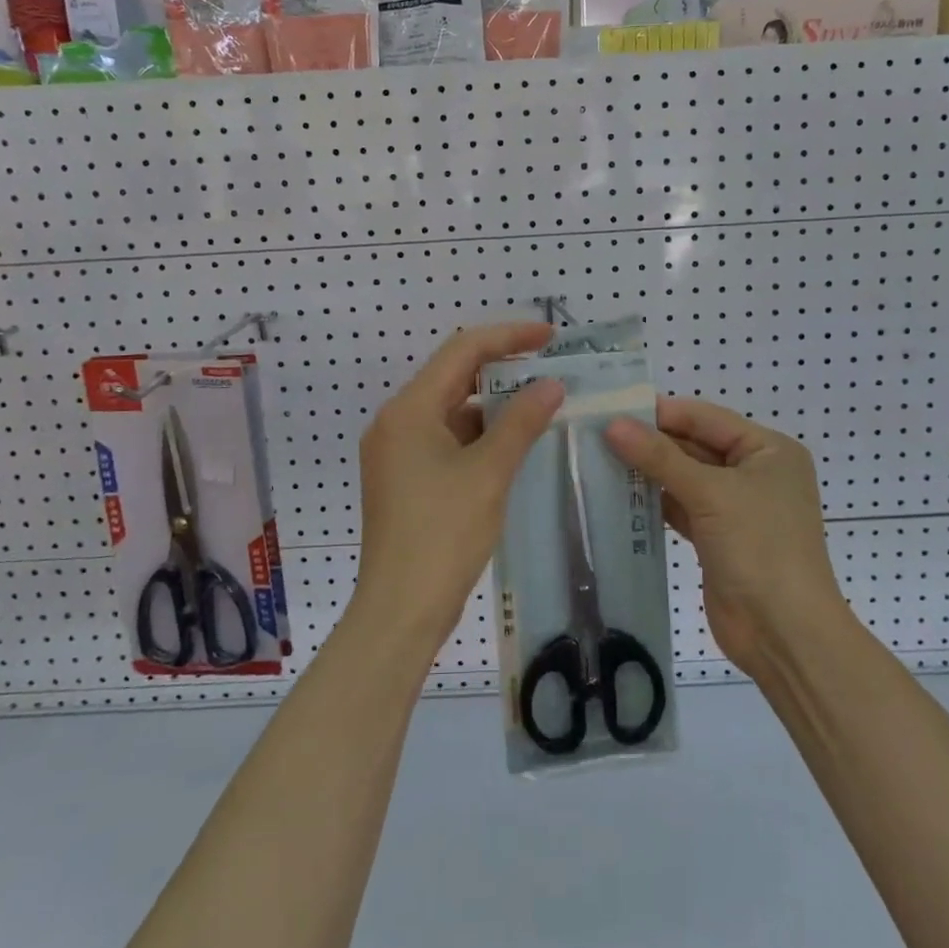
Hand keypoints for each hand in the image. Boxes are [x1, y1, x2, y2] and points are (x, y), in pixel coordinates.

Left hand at [354, 322, 564, 652]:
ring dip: (494, 405)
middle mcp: (397, 422)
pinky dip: (480, 435)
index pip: (462, 351)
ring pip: (452, 410)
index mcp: (408, 409)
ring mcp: (397, 452)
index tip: (550, 338)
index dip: (508, 337)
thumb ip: (521, 422)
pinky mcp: (405, 478)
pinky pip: (446, 439)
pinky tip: (515, 444)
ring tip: (541, 404)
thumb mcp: (488, 473)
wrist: (400, 610)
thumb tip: (551, 384)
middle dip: (502, 369)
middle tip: (550, 369)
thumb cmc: (442, 535)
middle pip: (453, 377)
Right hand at [605, 397, 845, 673]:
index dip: (661, 412)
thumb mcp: (710, 494)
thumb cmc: (759, 548)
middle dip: (651, 441)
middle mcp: (755, 472)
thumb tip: (613, 425)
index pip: (706, 418)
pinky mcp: (717, 537)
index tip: (612, 408)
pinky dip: (655, 500)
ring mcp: (736, 507)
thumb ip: (660, 457)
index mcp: (769, 450)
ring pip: (685, 477)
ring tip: (599, 458)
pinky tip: (619, 493)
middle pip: (695, 445)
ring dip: (649, 471)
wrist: (783, 633)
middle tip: (597, 434)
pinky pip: (681, 507)